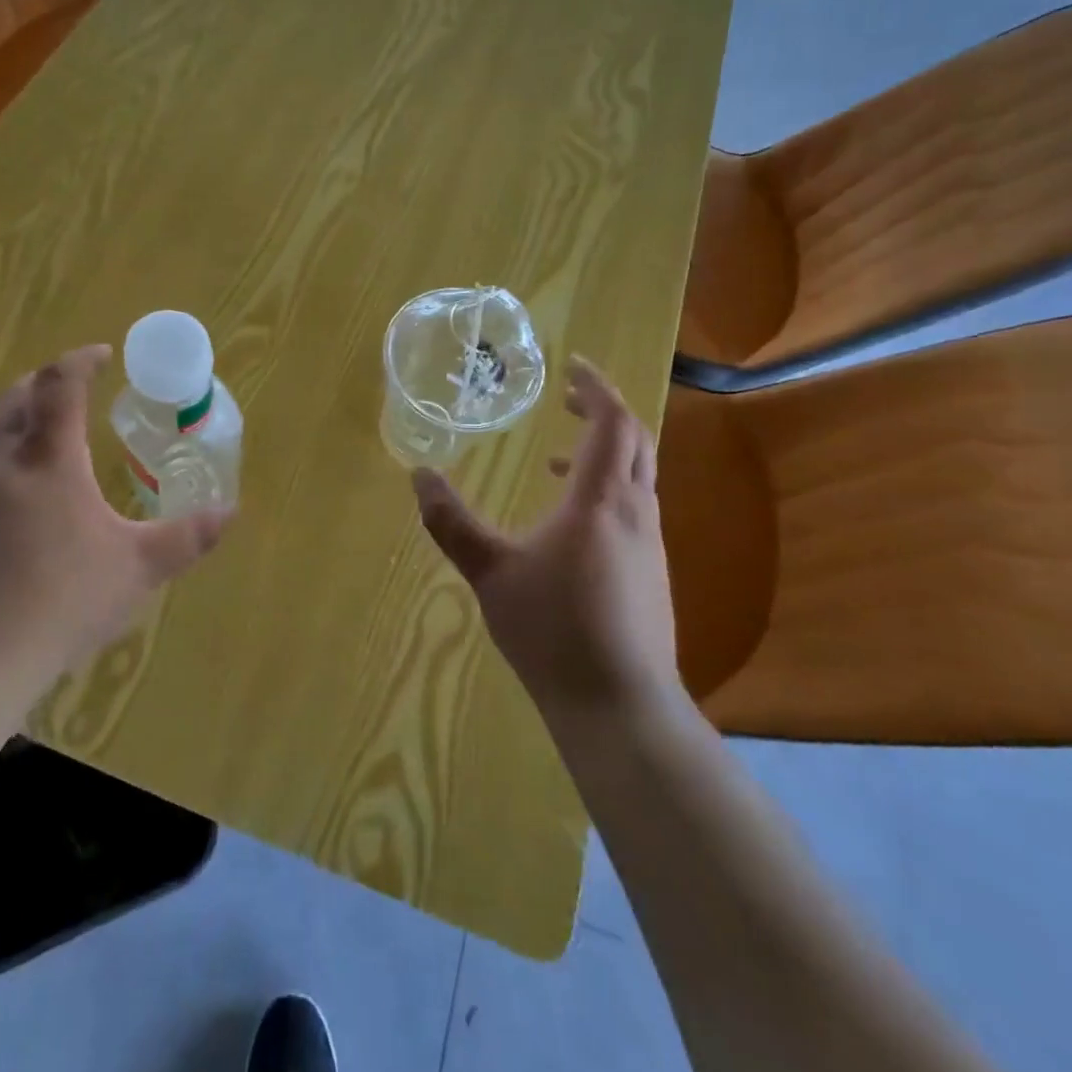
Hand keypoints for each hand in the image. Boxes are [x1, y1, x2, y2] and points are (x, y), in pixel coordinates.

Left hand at [0, 344, 232, 674]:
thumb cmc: (64, 602)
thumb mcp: (138, 569)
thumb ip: (186, 537)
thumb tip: (231, 511)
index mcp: (50, 463)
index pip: (61, 387)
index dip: (80, 361)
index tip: (101, 354)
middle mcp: (1, 469)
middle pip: (13, 402)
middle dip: (41, 384)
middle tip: (67, 389)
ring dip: (18, 432)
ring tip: (49, 457)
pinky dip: (0, 484)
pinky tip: (17, 526)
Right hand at [411, 356, 683, 729]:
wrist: (619, 705)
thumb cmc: (553, 629)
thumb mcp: (490, 572)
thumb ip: (451, 522)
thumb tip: (420, 475)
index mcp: (599, 501)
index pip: (611, 422)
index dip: (594, 387)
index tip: (570, 366)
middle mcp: (635, 512)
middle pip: (635, 441)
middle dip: (602, 412)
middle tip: (566, 400)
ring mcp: (650, 545)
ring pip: (636, 477)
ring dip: (602, 454)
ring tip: (553, 461)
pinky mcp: (651, 574)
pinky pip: (633, 509)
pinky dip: (605, 491)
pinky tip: (568, 526)